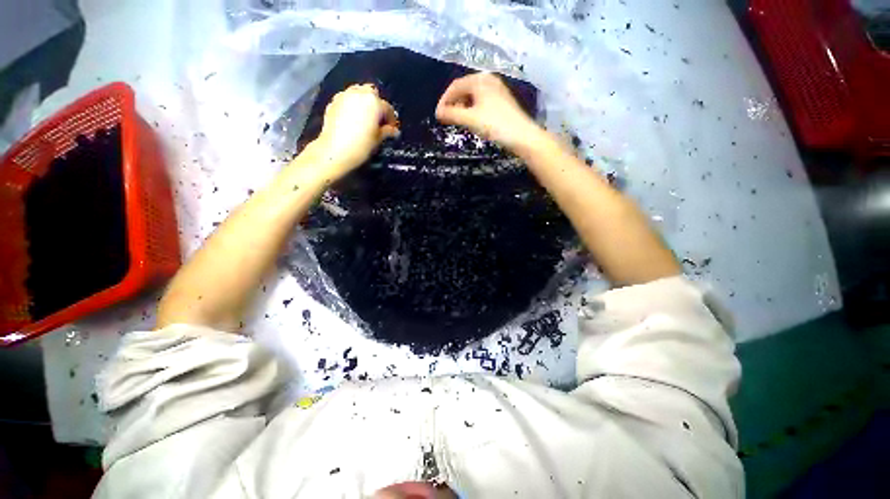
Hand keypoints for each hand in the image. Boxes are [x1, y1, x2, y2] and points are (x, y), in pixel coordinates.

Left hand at [314, 84, 399, 177]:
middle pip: (372, 93)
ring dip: (363, 102)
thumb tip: (393, 130)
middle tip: (378, 119)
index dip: (391, 120)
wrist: (335, 151)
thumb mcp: (378, 139)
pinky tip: (353, 119)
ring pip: (358, 93)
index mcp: (374, 102)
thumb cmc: (362, 145)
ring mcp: (344, 96)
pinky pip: (346, 100)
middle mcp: (359, 94)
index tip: (392, 130)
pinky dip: (351, 106)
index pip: (387, 108)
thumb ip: (387, 131)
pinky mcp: (333, 102)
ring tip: (365, 118)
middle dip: (376, 104)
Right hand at [435, 72, 542, 150]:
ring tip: (458, 121)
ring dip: (462, 107)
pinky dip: (472, 109)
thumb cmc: (494, 125)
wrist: (522, 135)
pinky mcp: (502, 100)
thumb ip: (452, 115)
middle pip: (464, 89)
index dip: (444, 101)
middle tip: (447, 119)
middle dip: (453, 103)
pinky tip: (472, 120)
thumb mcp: (470, 119)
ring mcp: (496, 89)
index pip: (454, 86)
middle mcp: (488, 80)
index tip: (438, 116)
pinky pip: (481, 100)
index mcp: (479, 80)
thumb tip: (438, 113)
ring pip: (473, 95)